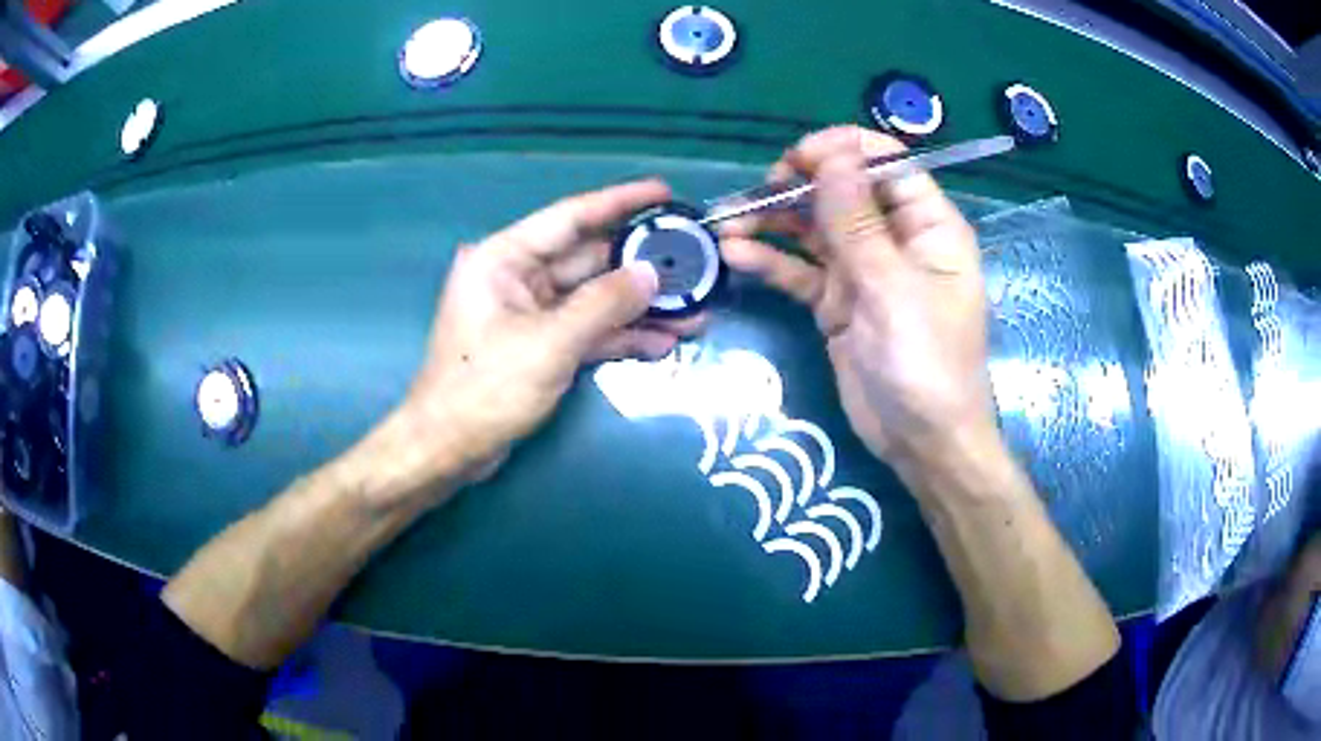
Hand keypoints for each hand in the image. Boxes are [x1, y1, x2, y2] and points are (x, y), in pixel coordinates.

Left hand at [381, 179, 702, 492]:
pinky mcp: (541, 344)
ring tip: (693, 308)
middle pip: (589, 258)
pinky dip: (620, 335)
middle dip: (640, 263)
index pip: (570, 217)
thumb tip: (652, 274)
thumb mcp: (549, 343)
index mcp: (504, 258)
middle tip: (692, 258)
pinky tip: (663, 342)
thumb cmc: (485, 388)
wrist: (449, 448)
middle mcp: (517, 277)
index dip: (619, 201)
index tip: (663, 192)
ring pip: (594, 298)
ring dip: (638, 306)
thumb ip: (604, 304)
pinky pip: (588, 330)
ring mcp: (530, 312)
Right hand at [719, 126, 996, 470]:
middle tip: (759, 193)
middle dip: (799, 185)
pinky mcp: (837, 302)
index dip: (844, 151)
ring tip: (731, 222)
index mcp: (928, 226)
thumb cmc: (927, 363)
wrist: (922, 443)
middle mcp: (896, 239)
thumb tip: (832, 155)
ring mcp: (864, 271)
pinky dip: (772, 261)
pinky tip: (736, 255)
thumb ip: (858, 222)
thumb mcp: (893, 288)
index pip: (888, 164)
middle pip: (844, 191)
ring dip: (775, 221)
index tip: (798, 158)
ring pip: (815, 229)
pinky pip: (801, 271)